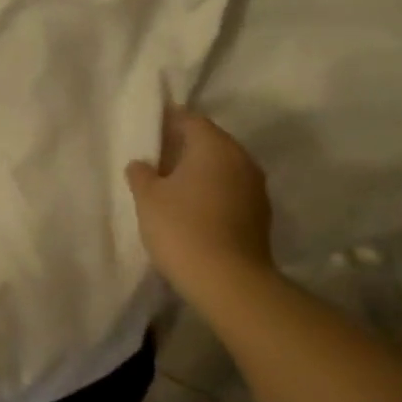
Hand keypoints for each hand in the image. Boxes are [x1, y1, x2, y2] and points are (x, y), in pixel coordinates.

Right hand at [124, 109, 276, 298]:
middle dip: (184, 147)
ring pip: (222, 167)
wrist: (229, 282)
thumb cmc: (181, 228)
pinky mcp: (260, 215)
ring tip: (171, 185)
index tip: (148, 131)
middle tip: (156, 158)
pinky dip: (212, 191)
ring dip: (199, 171)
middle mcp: (241, 159)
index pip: (190, 119)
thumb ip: (142, 173)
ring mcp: (255, 188)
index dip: (168, 121)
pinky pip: (230, 190)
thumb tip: (143, 164)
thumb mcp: (147, 197)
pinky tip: (192, 208)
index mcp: (214, 146)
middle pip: (210, 142)